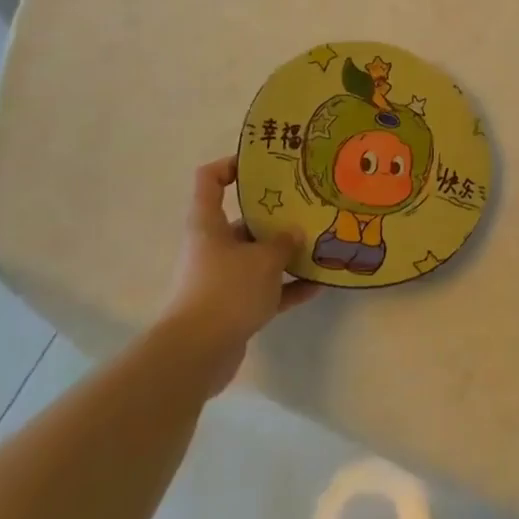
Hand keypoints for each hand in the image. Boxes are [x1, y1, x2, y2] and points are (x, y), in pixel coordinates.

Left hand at [163, 156, 317, 391]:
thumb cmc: (226, 291)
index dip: (232, 165)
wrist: (197, 354)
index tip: (264, 165)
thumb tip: (294, 234)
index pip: (210, 179)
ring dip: (287, 254)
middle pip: (244, 220)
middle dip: (277, 216)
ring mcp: (222, 278)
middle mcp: (212, 246)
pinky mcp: (233, 307)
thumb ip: (283, 243)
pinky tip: (318, 285)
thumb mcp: (263, 260)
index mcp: (208, 224)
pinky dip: (288, 288)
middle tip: (309, 207)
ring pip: (258, 257)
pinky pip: (266, 290)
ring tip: (321, 245)